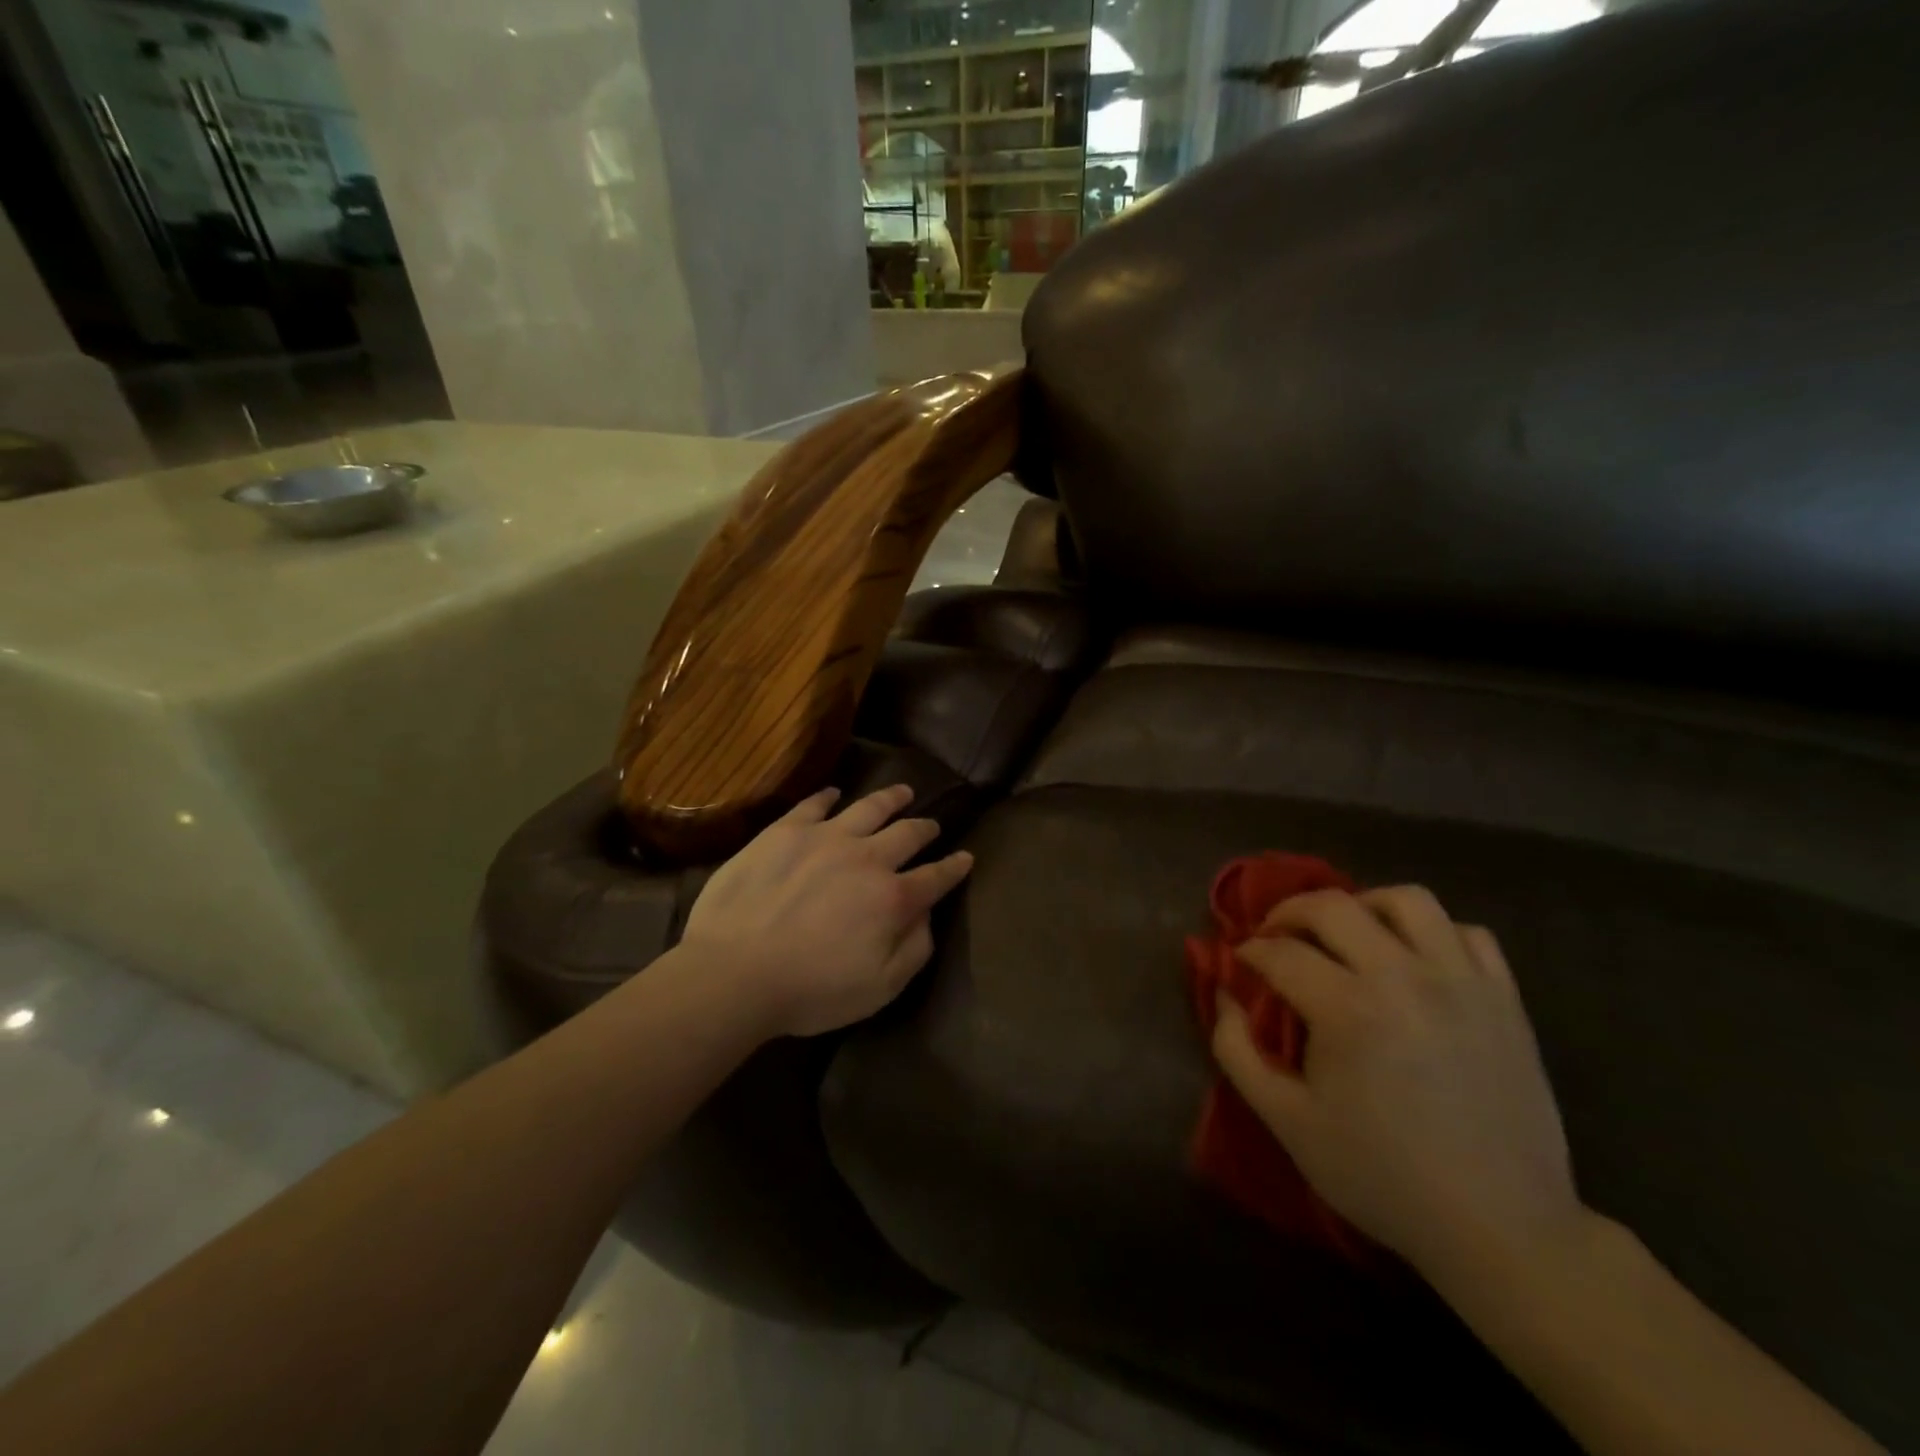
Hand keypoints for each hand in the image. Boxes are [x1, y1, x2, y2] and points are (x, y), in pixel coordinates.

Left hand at [681, 784, 972, 1038]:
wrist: (735, 971)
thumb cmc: (811, 990)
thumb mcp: (879, 988)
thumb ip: (914, 949)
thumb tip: (926, 915)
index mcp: (892, 898)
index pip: (935, 877)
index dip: (954, 867)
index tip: (966, 858)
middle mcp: (867, 857)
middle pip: (907, 834)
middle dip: (925, 828)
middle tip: (932, 825)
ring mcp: (825, 837)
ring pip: (869, 807)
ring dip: (890, 798)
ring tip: (902, 791)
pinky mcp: (785, 831)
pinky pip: (813, 804)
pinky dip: (828, 796)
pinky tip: (834, 793)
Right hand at [1211, 886, 1582, 1279]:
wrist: (1501, 1228)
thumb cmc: (1382, 1176)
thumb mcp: (1287, 1122)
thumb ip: (1237, 1050)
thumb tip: (1224, 995)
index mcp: (1348, 1009)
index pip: (1279, 951)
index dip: (1249, 952)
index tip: (1240, 966)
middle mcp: (1404, 977)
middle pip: (1332, 906)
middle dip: (1289, 913)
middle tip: (1276, 938)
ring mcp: (1461, 982)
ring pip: (1406, 900)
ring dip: (1363, 906)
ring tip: (1349, 936)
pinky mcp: (1504, 998)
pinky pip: (1466, 932)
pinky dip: (1432, 933)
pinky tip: (1414, 962)